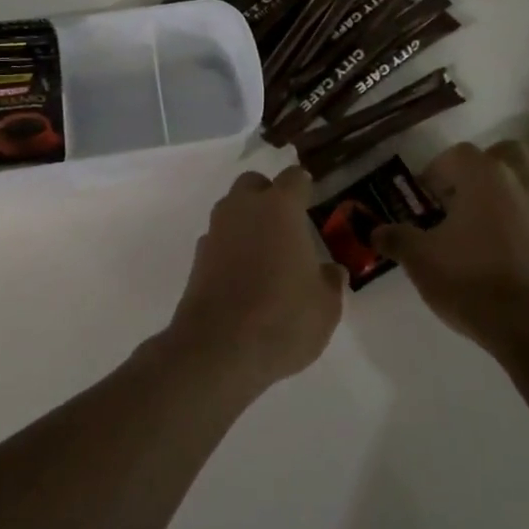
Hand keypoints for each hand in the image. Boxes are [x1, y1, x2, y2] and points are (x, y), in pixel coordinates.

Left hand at [163, 167, 345, 396]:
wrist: (218, 350)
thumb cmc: (282, 319)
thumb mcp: (325, 307)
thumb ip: (330, 282)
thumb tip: (331, 271)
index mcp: (280, 208)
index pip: (294, 178)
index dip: (304, 187)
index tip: (312, 200)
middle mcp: (244, 209)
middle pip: (254, 184)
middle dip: (268, 195)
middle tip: (285, 224)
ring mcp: (216, 231)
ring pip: (231, 209)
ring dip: (246, 221)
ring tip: (265, 253)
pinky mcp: (197, 258)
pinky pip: (218, 239)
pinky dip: (230, 247)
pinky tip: (242, 276)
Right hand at [373, 141, 528, 354]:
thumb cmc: (470, 279)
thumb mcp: (420, 259)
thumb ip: (396, 238)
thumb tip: (375, 231)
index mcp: (483, 174)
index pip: (455, 155)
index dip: (434, 174)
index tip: (423, 202)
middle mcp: (518, 180)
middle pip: (501, 155)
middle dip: (479, 170)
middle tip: (458, 200)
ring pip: (523, 181)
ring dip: (502, 193)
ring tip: (477, 225)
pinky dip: (519, 222)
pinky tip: (499, 251)